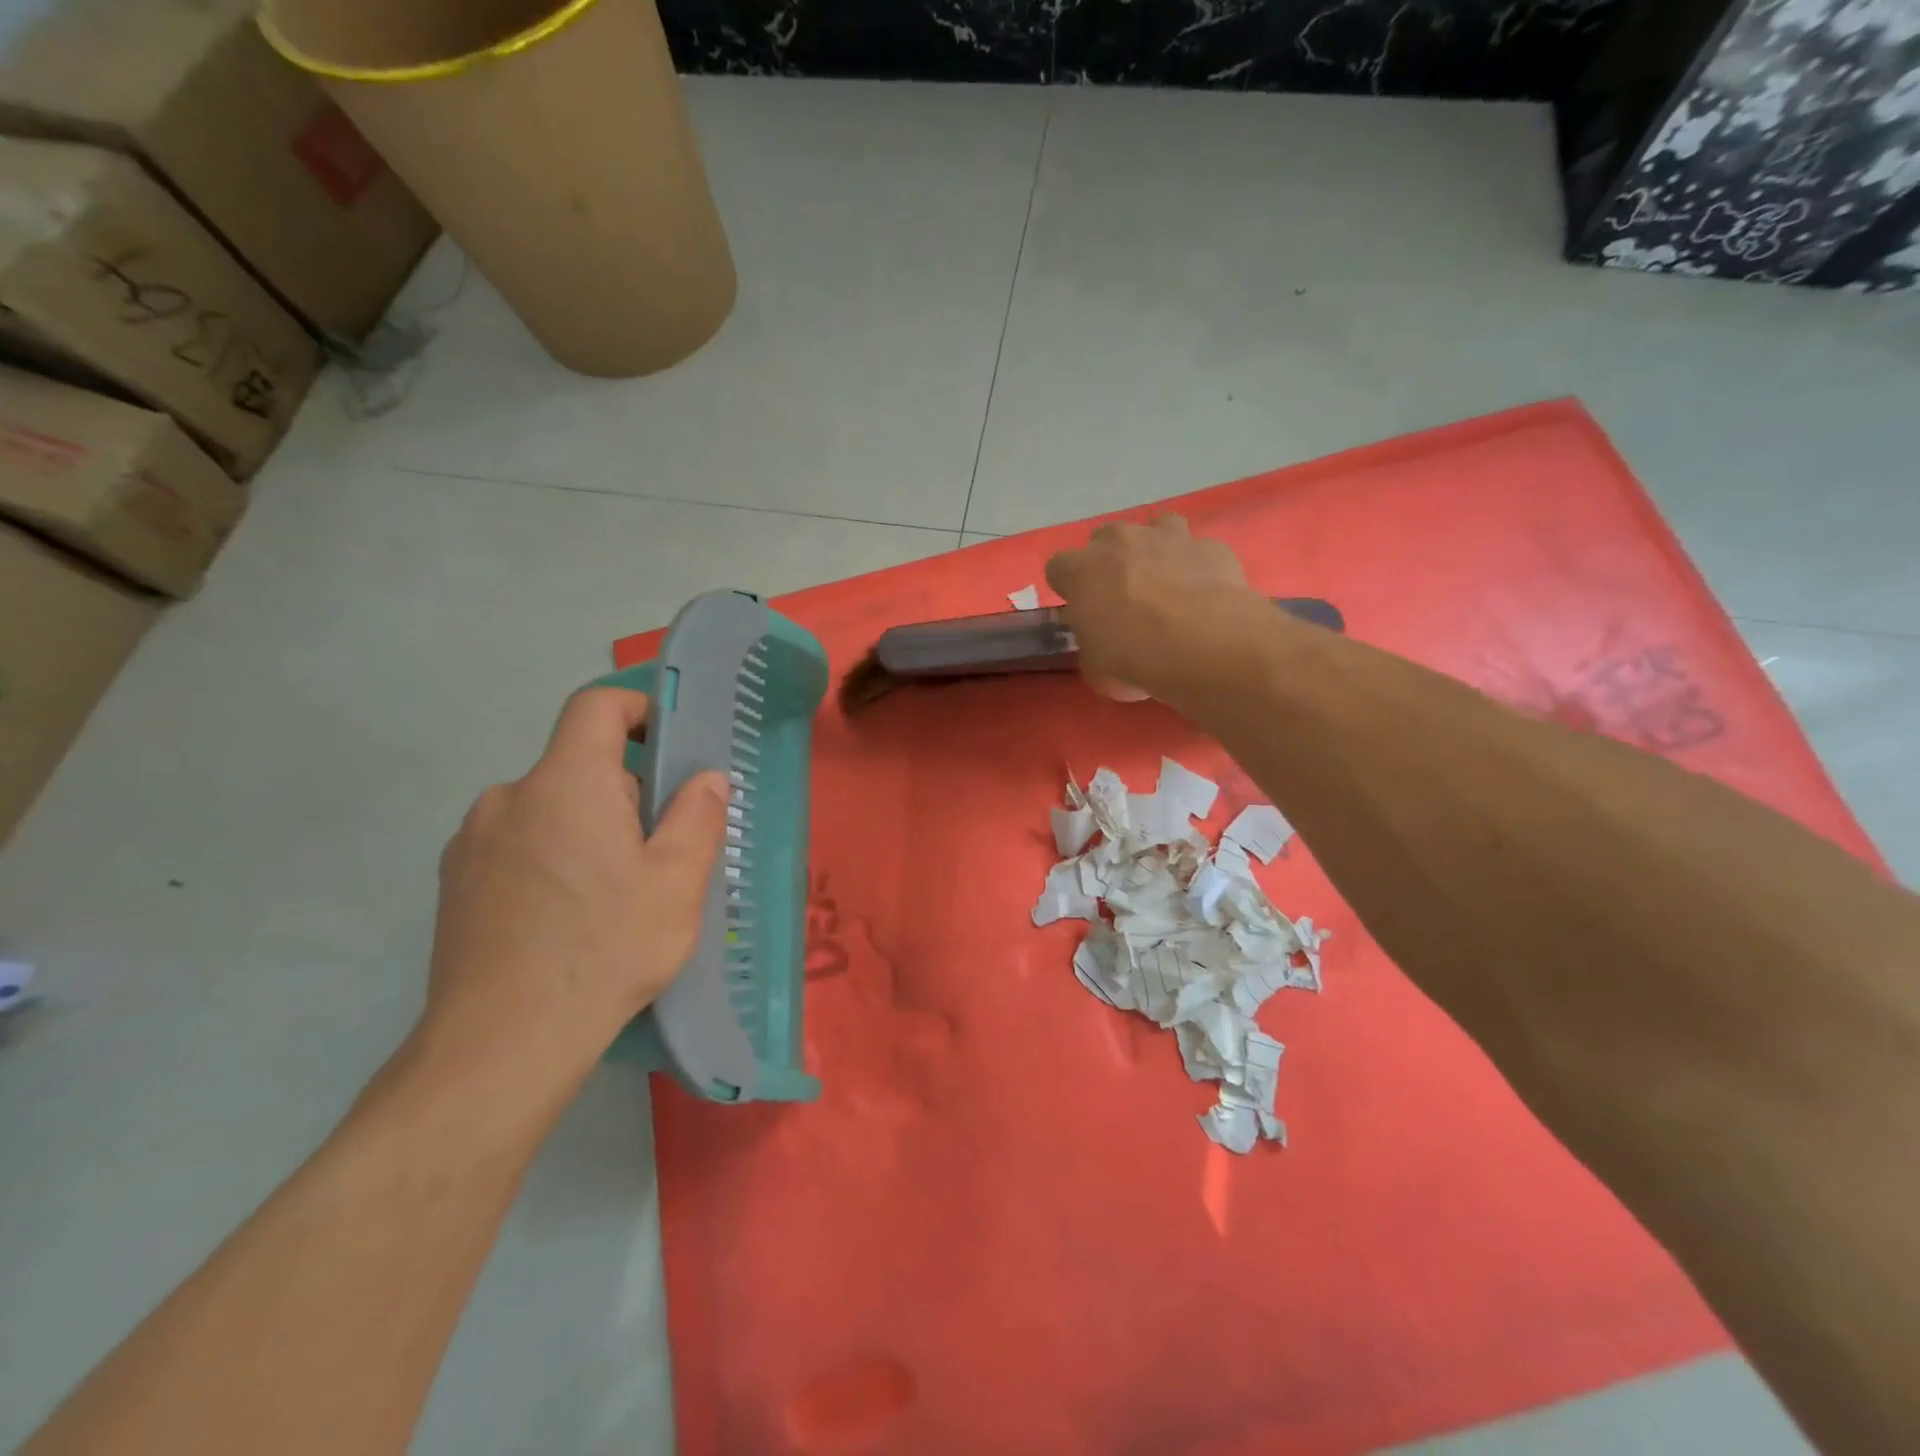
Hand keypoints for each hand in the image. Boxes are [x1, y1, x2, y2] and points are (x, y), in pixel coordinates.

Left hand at [412, 688, 728, 1114]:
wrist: (500, 1045)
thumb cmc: (605, 950)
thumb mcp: (677, 883)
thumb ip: (697, 816)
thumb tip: (705, 779)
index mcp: (566, 783)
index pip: (596, 705)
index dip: (638, 707)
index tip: (669, 745)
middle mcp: (509, 797)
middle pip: (578, 765)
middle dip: (625, 792)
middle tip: (657, 853)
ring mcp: (473, 841)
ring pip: (549, 808)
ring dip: (586, 828)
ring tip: (613, 895)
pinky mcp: (454, 882)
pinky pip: (517, 844)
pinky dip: (550, 857)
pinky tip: (566, 919)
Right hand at [1045, 516, 1262, 702]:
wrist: (1204, 644)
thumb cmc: (1134, 658)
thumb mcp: (1095, 668)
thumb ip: (1091, 647)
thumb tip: (1100, 644)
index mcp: (1081, 570)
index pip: (1058, 568)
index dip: (1069, 588)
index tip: (1081, 610)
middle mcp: (1120, 541)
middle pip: (1104, 539)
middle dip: (1110, 563)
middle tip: (1123, 598)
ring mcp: (1167, 537)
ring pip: (1154, 528)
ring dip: (1155, 550)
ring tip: (1166, 583)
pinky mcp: (1209, 546)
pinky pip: (1197, 550)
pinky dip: (1197, 567)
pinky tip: (1205, 594)